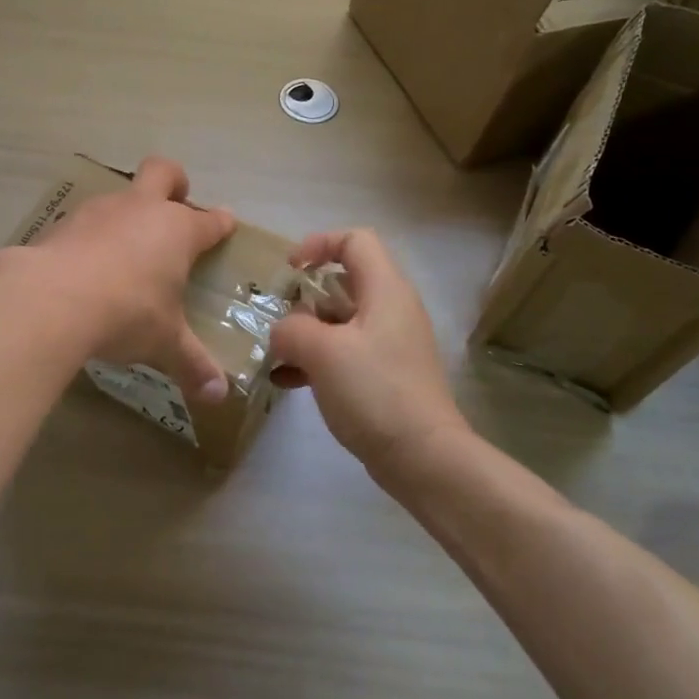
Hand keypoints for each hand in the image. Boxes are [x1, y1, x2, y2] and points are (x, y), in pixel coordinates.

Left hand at [27, 157, 236, 401]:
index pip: (209, 220)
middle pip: (163, 172)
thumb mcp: (164, 343)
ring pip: (120, 195)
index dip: (220, 222)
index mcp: (177, 231)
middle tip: (175, 202)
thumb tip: (218, 396)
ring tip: (124, 248)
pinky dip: (90, 237)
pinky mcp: (62, 223)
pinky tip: (84, 265)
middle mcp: (141, 210)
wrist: (51, 299)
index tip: (226, 224)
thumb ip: (192, 365)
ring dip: (127, 213)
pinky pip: (84, 222)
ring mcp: (99, 211)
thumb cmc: (126, 313)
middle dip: (174, 182)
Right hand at [269, 229, 465, 479]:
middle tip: (276, 316)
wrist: (423, 457)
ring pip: (340, 320)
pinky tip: (286, 382)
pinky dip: (316, 360)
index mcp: (385, 290)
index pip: (355, 241)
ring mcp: (390, 344)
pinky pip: (344, 353)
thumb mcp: (321, 352)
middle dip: (304, 296)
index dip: (319, 244)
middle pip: (344, 281)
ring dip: (305, 332)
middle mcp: (391, 309)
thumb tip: (283, 331)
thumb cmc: (374, 391)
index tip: (289, 270)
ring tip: (276, 352)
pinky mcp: (384, 375)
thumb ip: (291, 329)